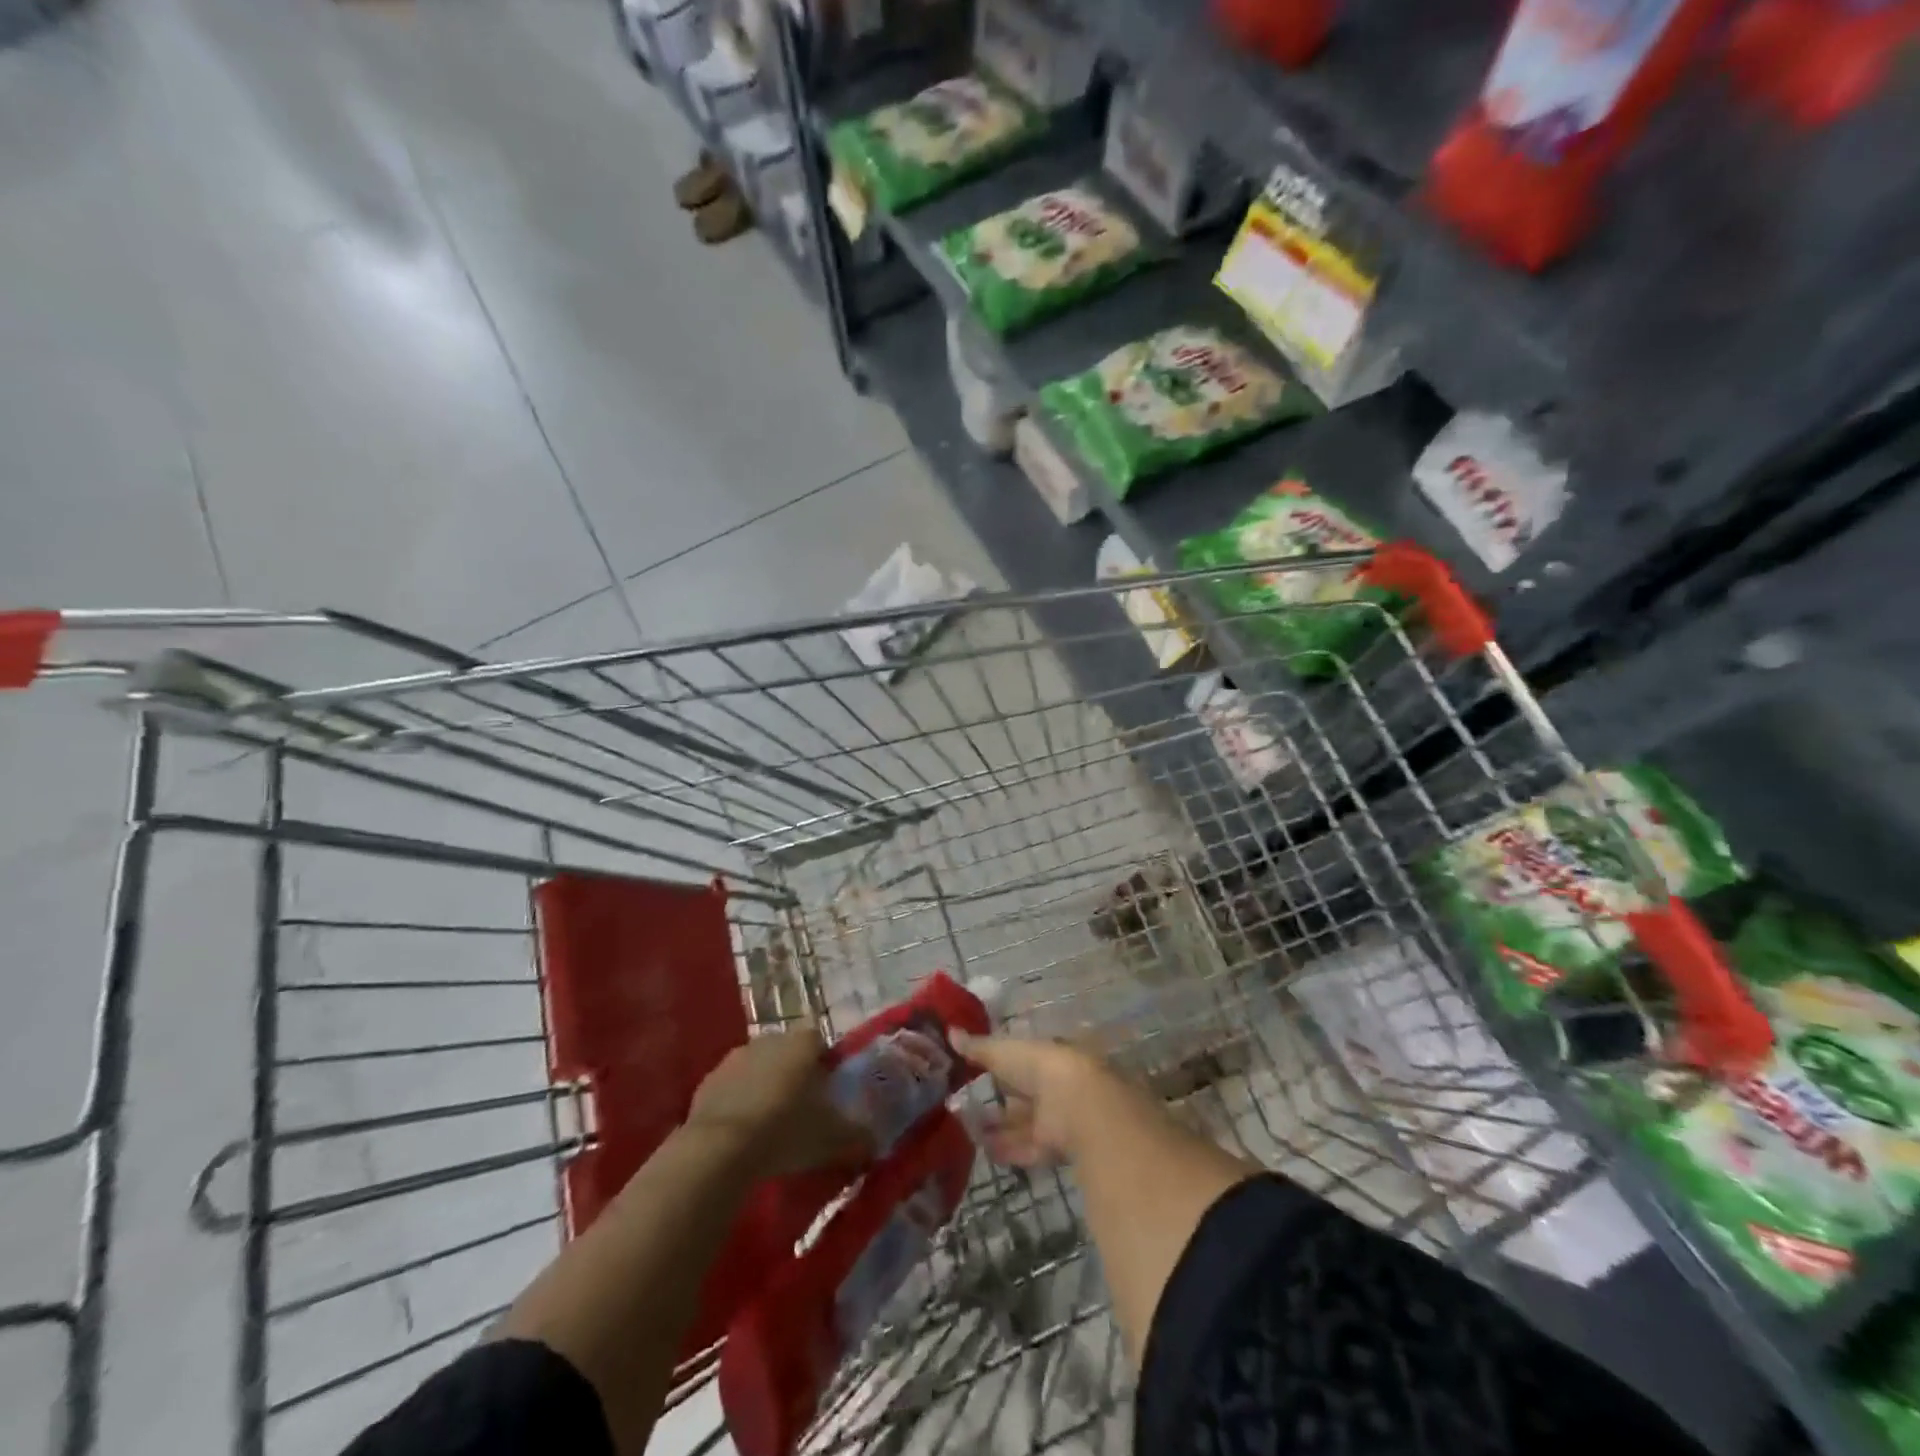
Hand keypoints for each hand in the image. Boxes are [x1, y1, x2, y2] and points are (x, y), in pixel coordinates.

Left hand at [686, 1029, 872, 1175]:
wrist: (721, 1149)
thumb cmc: (787, 1131)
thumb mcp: (833, 1139)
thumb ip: (858, 1136)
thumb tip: (875, 1142)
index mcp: (803, 1042)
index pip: (821, 1043)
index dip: (825, 1067)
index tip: (827, 1095)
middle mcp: (770, 1039)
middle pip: (788, 1054)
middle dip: (794, 1076)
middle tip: (800, 1112)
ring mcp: (735, 1057)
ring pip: (758, 1069)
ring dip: (764, 1088)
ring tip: (769, 1127)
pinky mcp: (707, 1081)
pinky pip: (731, 1088)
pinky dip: (737, 1104)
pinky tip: (741, 1134)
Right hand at [952, 1031, 1109, 1167]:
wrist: (1073, 1105)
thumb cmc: (1038, 1066)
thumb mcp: (1002, 1051)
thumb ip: (977, 1047)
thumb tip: (950, 1031)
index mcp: (1044, 1057)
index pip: (1020, 1060)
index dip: (999, 1065)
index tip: (974, 1070)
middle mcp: (1050, 1087)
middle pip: (1020, 1095)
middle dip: (998, 1100)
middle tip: (964, 1104)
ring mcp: (1053, 1118)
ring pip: (1020, 1123)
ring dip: (997, 1127)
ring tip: (966, 1129)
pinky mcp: (1051, 1147)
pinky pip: (1023, 1148)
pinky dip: (1005, 1149)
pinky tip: (982, 1150)